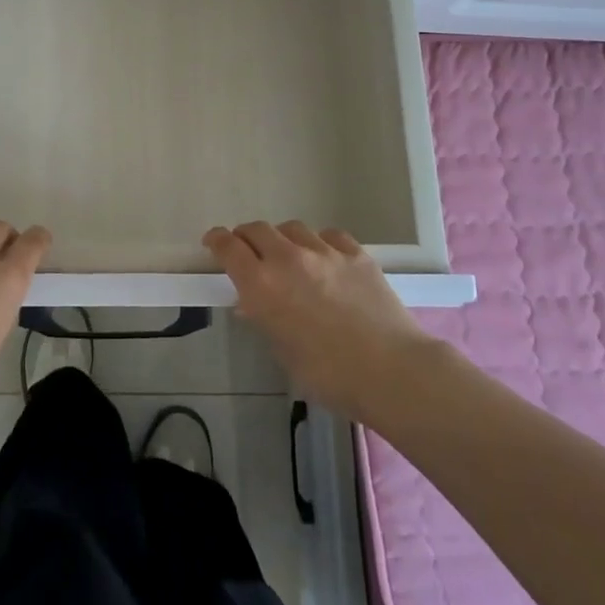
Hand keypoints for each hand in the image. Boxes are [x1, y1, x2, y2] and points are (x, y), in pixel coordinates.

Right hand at [205, 221, 438, 420]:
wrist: (391, 371)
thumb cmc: (329, 375)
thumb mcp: (284, 353)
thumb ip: (266, 320)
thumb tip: (254, 304)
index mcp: (261, 285)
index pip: (228, 247)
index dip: (217, 241)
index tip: (213, 242)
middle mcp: (287, 259)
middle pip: (257, 230)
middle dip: (247, 237)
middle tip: (247, 250)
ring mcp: (324, 251)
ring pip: (291, 228)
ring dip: (282, 239)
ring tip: (289, 256)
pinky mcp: (355, 253)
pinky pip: (328, 236)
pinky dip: (319, 243)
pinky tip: (325, 258)